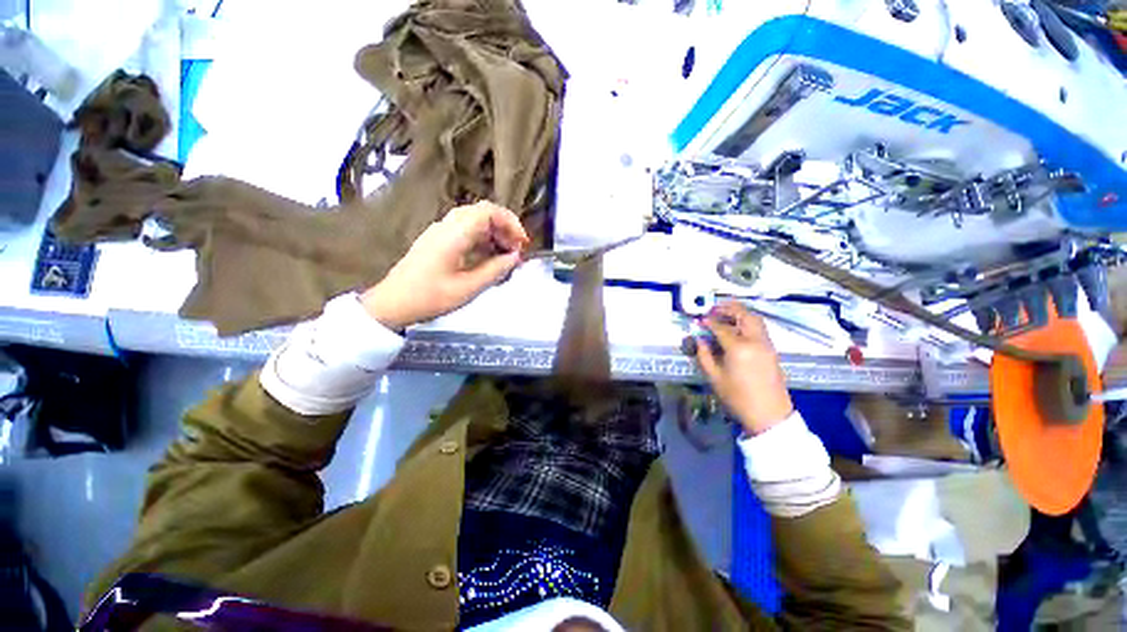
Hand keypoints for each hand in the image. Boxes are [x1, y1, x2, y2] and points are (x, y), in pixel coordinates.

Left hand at [361, 201, 528, 328]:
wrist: (393, 303)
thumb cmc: (430, 297)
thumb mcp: (468, 288)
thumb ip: (495, 270)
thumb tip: (515, 257)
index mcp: (454, 234)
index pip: (489, 211)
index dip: (511, 222)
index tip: (522, 243)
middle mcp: (447, 226)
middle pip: (483, 213)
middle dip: (505, 229)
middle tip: (516, 252)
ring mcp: (441, 232)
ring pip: (475, 222)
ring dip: (495, 235)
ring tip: (506, 258)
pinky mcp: (439, 241)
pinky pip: (466, 232)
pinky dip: (483, 241)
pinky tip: (490, 259)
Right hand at [695, 302, 793, 435]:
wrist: (768, 415)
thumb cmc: (737, 397)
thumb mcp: (714, 377)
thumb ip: (704, 355)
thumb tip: (699, 339)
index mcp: (739, 348)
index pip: (721, 327)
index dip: (709, 321)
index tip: (699, 319)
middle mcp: (755, 341)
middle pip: (744, 315)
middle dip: (728, 308)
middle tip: (714, 308)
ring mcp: (766, 344)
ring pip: (755, 319)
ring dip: (740, 312)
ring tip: (725, 313)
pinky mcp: (771, 350)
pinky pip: (759, 328)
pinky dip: (747, 321)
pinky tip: (737, 327)